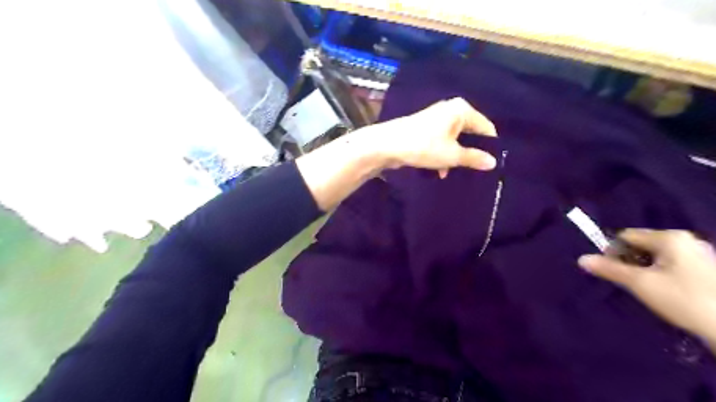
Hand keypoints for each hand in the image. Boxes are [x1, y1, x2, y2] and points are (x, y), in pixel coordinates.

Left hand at [364, 98, 499, 176]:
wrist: (387, 145)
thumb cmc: (424, 146)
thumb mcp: (452, 155)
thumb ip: (474, 158)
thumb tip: (493, 163)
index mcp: (461, 110)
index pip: (485, 127)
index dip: (490, 146)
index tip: (491, 164)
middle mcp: (450, 110)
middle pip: (469, 133)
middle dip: (470, 153)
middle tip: (474, 171)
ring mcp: (437, 118)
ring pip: (455, 140)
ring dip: (455, 157)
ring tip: (453, 173)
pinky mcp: (425, 128)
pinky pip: (442, 141)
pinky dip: (443, 155)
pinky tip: (440, 171)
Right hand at [578, 231, 715, 343]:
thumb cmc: (684, 300)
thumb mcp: (640, 284)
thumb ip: (609, 269)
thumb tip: (581, 259)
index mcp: (670, 237)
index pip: (626, 236)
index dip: (613, 252)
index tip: (613, 271)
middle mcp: (686, 240)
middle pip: (642, 245)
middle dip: (631, 261)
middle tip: (631, 282)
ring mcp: (700, 254)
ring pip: (657, 256)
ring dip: (646, 269)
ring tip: (649, 289)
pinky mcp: (708, 269)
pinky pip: (673, 264)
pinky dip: (663, 274)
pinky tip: (668, 292)